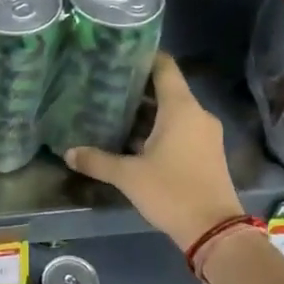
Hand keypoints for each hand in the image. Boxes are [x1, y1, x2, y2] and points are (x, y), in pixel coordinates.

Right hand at [63, 55, 243, 251]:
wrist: (214, 230)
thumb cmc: (172, 192)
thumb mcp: (129, 176)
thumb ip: (98, 161)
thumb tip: (68, 153)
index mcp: (181, 108)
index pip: (165, 67)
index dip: (144, 57)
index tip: (119, 54)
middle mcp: (197, 114)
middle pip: (167, 89)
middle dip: (137, 87)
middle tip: (105, 85)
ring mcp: (205, 134)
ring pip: (173, 111)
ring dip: (147, 111)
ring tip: (113, 111)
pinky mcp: (207, 152)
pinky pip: (181, 128)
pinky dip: (159, 128)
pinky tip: (134, 139)